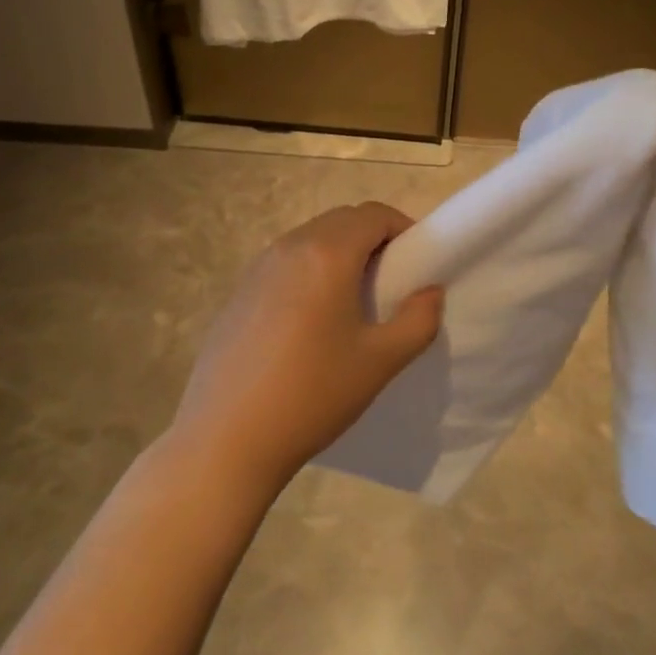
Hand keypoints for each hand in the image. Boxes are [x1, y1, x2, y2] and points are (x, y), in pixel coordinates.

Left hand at [172, 202, 443, 493]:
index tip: (418, 263)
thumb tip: (429, 292)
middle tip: (392, 282)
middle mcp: (289, 247)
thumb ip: (418, 320)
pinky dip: (310, 271)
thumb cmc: (313, 395)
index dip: (403, 229)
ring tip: (353, 302)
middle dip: (373, 238)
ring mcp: (257, 268)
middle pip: (342, 221)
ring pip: (311, 239)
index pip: (374, 215)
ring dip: (340, 254)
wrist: (226, 439)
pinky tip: (311, 321)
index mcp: (327, 254)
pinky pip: (285, 263)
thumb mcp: (380, 361)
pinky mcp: (238, 293)